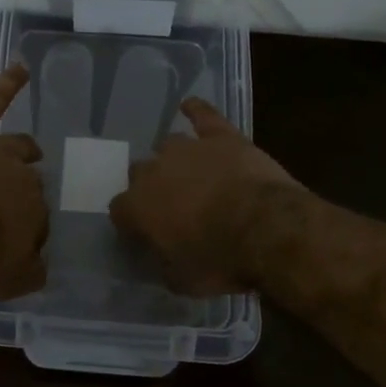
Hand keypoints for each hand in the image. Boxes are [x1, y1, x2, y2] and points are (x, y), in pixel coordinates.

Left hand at [0, 64, 48, 297]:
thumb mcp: (5, 281)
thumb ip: (30, 273)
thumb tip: (41, 266)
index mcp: (34, 213)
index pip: (37, 222)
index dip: (24, 233)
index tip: (9, 244)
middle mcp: (23, 178)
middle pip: (28, 184)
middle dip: (21, 195)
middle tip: (7, 208)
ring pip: (18, 146)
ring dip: (24, 150)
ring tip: (31, 150)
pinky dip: (8, 83)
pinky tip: (21, 67)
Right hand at [109, 99, 301, 294]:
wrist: (266, 227)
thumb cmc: (220, 260)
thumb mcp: (182, 280)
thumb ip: (163, 264)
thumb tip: (160, 258)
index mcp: (137, 206)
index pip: (119, 210)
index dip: (130, 222)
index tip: (142, 234)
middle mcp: (154, 170)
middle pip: (140, 173)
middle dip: (151, 188)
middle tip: (171, 206)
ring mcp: (188, 148)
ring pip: (169, 145)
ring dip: (174, 159)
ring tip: (189, 173)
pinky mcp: (221, 136)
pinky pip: (203, 115)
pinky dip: (196, 111)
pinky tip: (189, 106)